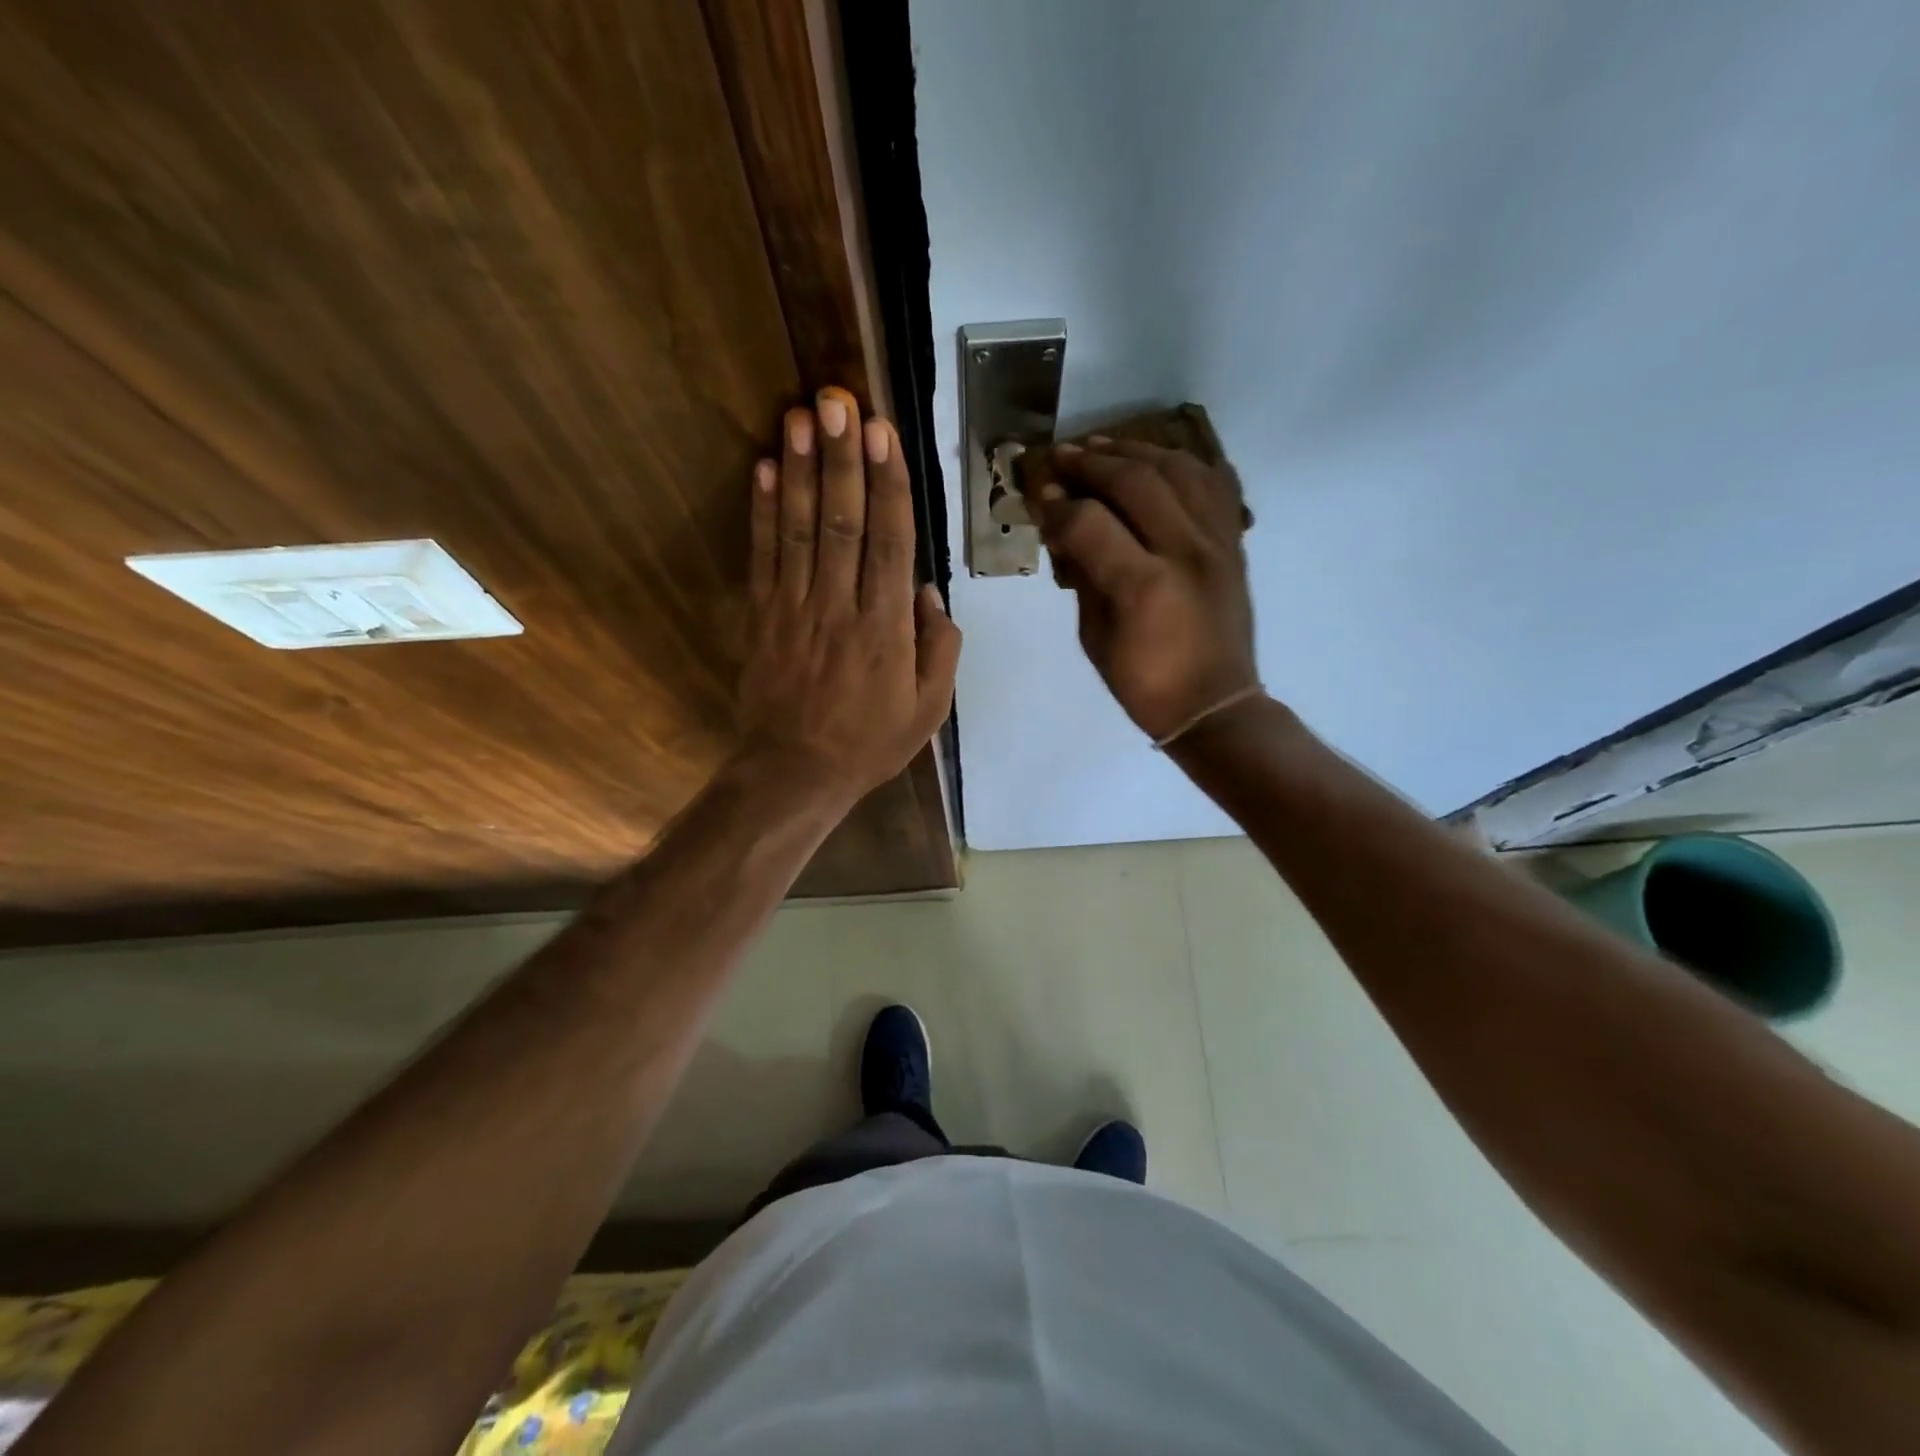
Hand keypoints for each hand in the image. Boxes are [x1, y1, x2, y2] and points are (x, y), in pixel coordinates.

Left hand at [735, 388, 961, 805]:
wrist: (794, 773)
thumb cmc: (869, 743)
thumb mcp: (929, 710)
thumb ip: (940, 650)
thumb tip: (930, 594)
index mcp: (885, 628)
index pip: (889, 542)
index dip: (887, 485)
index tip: (883, 433)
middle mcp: (840, 606)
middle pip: (842, 522)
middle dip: (842, 458)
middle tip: (840, 401)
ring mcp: (795, 609)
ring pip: (798, 529)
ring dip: (799, 470)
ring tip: (800, 417)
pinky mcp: (762, 617)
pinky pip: (762, 556)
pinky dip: (761, 511)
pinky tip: (763, 469)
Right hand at [1035, 438, 1258, 742]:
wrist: (1214, 705)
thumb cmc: (1144, 683)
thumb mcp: (1094, 638)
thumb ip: (1082, 578)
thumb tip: (1065, 530)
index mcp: (1144, 585)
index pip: (1089, 521)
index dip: (1057, 504)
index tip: (1038, 496)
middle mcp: (1185, 551)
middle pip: (1135, 481)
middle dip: (1091, 463)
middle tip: (1061, 458)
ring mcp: (1217, 542)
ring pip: (1177, 469)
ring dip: (1135, 451)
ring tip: (1103, 446)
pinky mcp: (1234, 543)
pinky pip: (1213, 482)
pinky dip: (1183, 463)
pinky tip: (1158, 459)